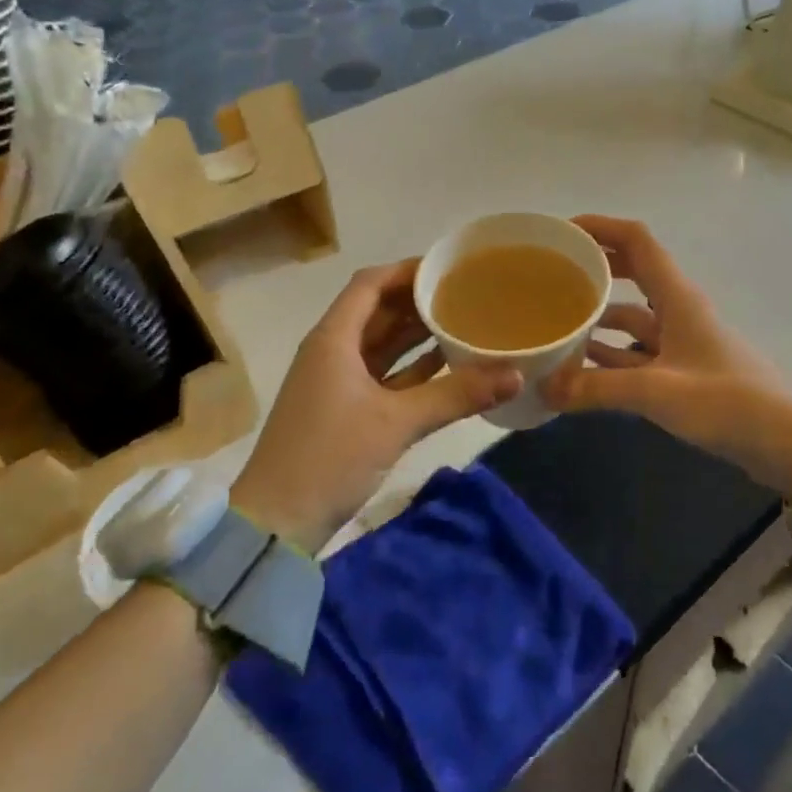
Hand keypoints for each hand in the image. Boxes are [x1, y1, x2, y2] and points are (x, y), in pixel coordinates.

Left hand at [230, 260, 520, 552]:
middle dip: (418, 301)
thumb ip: (456, 395)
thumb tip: (515, 375)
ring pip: (381, 345)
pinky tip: (446, 364)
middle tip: (466, 293)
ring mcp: (337, 382)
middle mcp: (333, 351)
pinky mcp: (345, 410)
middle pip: (377, 311)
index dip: (407, 271)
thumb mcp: (396, 422)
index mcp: (333, 339)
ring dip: (416, 334)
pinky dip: (411, 368)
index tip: (449, 268)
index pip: (370, 284)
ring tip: (463, 321)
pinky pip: (383, 375)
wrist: (276, 523)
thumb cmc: (329, 457)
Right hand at [541, 216, 791, 504]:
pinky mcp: (682, 371)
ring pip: (631, 315)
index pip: (636, 240)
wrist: (784, 442)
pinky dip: (611, 354)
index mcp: (676, 296)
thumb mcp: (657, 392)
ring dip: (598, 315)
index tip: (561, 233)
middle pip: (631, 271)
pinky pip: (637, 351)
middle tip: (551, 275)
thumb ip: (598, 388)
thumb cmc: (726, 402)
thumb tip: (544, 387)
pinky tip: (581, 367)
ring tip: (557, 323)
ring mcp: (680, 341)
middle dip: (594, 267)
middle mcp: (677, 309)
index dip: (600, 226)